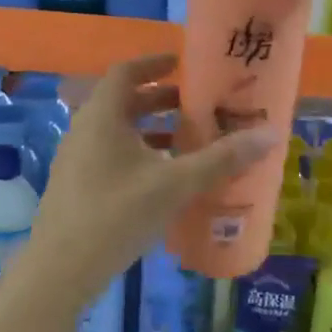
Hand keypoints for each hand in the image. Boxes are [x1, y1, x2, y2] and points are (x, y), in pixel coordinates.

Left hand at [25, 55, 275, 294]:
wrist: (61, 268)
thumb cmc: (118, 214)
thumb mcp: (175, 185)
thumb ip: (221, 159)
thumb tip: (270, 135)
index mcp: (103, 115)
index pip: (125, 71)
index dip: (154, 63)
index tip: (182, 63)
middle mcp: (84, 129)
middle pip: (123, 101)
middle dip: (159, 99)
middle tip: (195, 105)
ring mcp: (76, 158)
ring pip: (116, 130)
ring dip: (149, 129)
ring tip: (186, 141)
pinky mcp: (75, 184)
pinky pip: (109, 153)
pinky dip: (137, 153)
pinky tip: (162, 179)